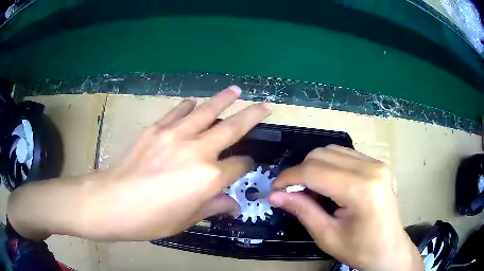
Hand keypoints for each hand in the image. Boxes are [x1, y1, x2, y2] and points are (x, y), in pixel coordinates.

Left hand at [8, 86, 270, 240]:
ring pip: (207, 111)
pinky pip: (178, 111)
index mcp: (208, 178)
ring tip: (235, 90)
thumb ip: (213, 207)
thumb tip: (234, 205)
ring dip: (223, 100)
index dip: (246, 165)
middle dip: (252, 116)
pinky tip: (194, 103)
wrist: (111, 202)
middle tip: (265, 105)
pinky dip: (189, 106)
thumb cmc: (150, 219)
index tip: (246, 166)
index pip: (239, 165)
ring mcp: (175, 135)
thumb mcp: (186, 221)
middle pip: (232, 127)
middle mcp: (197, 151)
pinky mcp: (156, 129)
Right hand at [268, 145, 422, 270]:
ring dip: (314, 167)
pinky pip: (345, 155)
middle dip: (300, 172)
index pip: (314, 171)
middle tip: (291, 194)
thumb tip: (274, 195)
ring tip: (310, 191)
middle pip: (322, 155)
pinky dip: (329, 166)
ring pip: (332, 151)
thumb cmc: (360, 250)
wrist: (390, 250)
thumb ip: (302, 210)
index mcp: (361, 190)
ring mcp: (377, 163)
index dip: (288, 178)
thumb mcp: (327, 236)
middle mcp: (371, 168)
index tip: (273, 190)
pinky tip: (328, 186)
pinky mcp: (378, 164)